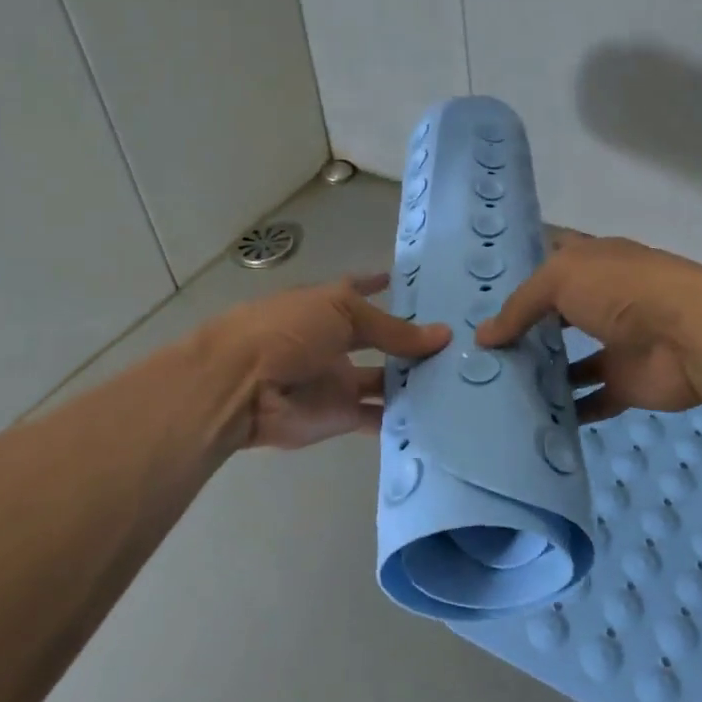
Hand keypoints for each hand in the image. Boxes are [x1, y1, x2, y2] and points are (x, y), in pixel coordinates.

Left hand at [207, 274, 450, 451]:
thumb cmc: (288, 331)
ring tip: (460, 378)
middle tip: (458, 343)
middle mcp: (335, 342)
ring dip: (414, 381)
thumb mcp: (343, 313)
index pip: (358, 291)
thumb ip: (393, 329)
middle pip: (380, 341)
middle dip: (411, 343)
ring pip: (385, 380)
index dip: (377, 285)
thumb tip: (443, 335)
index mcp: (328, 306)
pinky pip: (378, 417)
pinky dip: (404, 418)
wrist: (242, 387)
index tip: (405, 282)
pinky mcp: (340, 416)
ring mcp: (338, 380)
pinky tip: (440, 414)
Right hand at [475, 231, 701, 423]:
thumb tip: (483, 336)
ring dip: (543, 371)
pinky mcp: (627, 383)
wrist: (691, 335)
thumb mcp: (560, 280)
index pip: (551, 255)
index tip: (482, 283)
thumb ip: (520, 306)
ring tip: (498, 384)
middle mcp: (603, 299)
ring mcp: (617, 342)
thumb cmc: (623, 291)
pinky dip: (570, 411)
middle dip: (524, 326)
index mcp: (592, 262)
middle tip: (479, 345)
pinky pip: (593, 400)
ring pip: (572, 360)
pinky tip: (534, 419)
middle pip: (557, 313)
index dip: (521, 264)